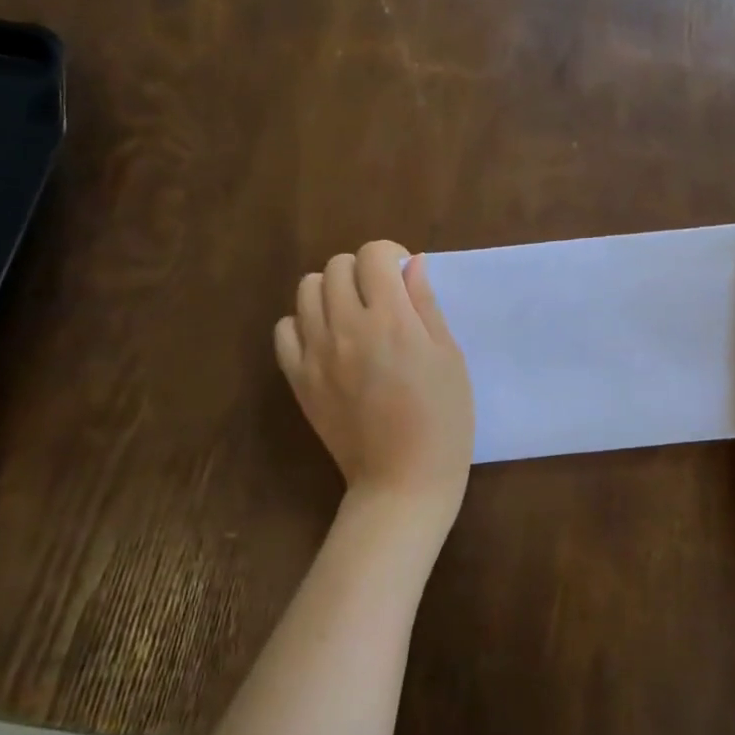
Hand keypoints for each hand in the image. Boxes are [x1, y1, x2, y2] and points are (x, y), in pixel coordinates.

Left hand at [275, 242, 474, 528]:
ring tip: (352, 316)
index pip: (374, 254)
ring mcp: (316, 353)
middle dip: (361, 271)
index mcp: (391, 319)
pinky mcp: (298, 379)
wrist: (402, 480)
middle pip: (336, 266)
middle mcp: (347, 327)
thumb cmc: (443, 419)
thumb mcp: (449, 357)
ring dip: (331, 291)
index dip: (391, 256)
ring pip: (306, 289)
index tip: (403, 278)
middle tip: (381, 298)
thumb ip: (426, 305)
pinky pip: (285, 329)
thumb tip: (412, 265)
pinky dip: (303, 323)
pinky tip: (327, 340)